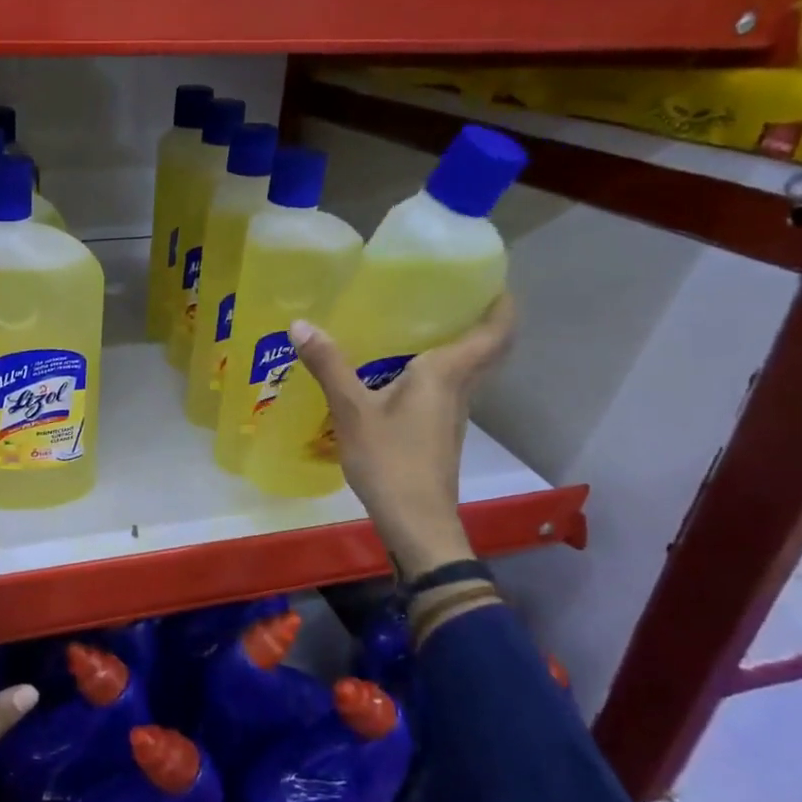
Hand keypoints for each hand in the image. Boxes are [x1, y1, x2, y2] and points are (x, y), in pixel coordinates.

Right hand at [289, 294, 515, 579]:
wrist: (416, 523)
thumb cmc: (391, 461)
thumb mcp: (352, 411)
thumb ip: (328, 366)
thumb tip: (300, 323)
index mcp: (446, 374)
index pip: (495, 332)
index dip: (502, 303)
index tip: (492, 278)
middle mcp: (458, 390)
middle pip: (485, 349)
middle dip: (477, 319)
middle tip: (447, 292)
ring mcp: (451, 415)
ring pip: (463, 371)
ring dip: (451, 346)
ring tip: (413, 323)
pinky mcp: (438, 434)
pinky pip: (442, 390)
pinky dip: (429, 373)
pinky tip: (393, 373)